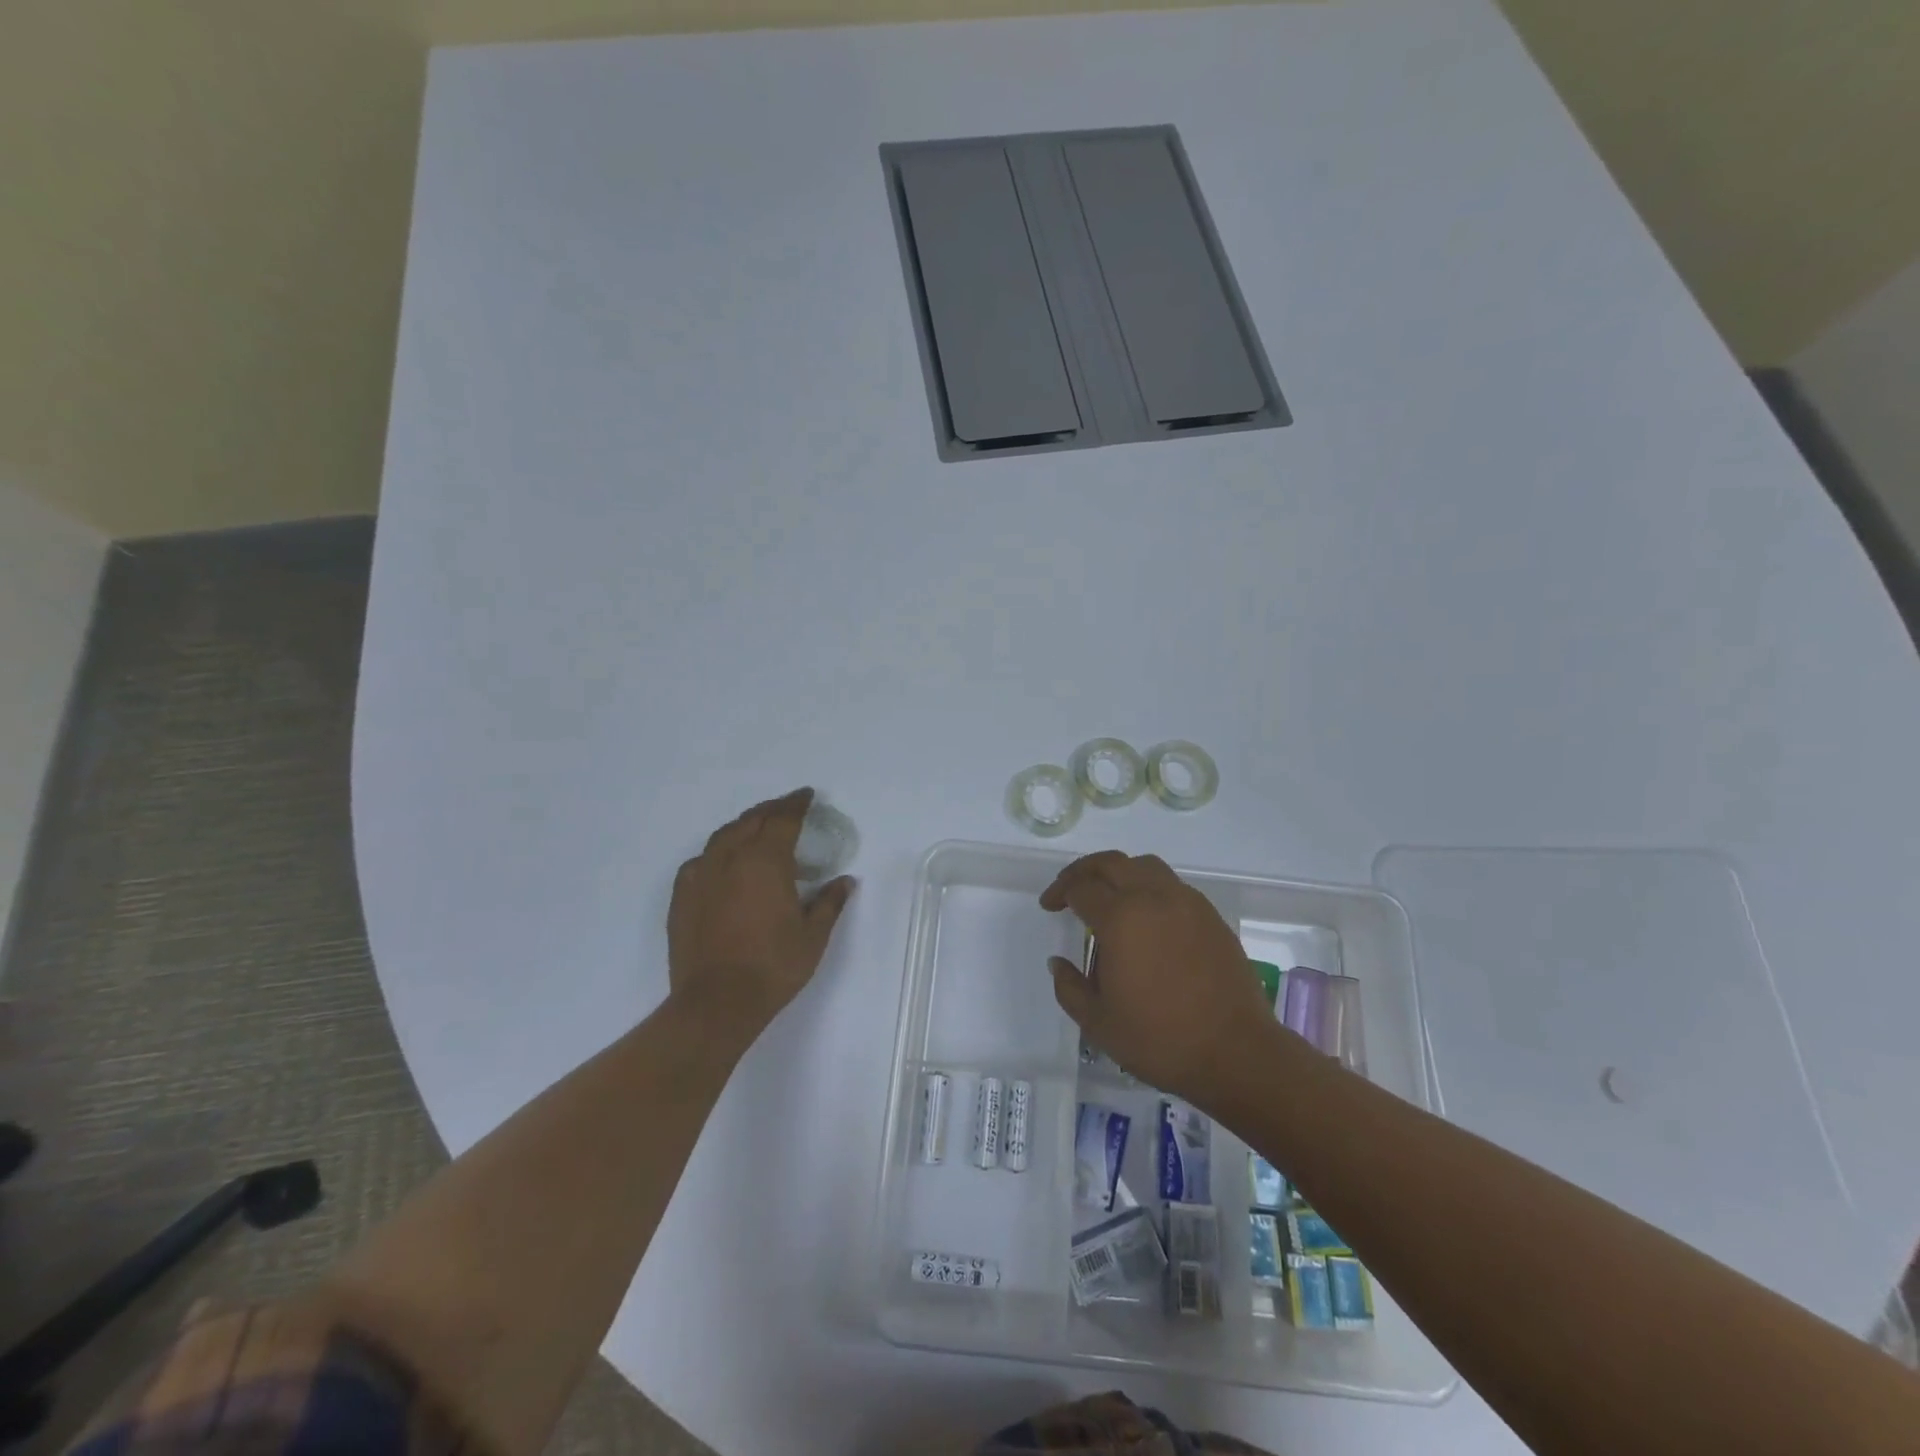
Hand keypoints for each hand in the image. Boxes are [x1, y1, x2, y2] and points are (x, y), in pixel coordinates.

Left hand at [668, 789, 854, 1041]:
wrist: (716, 1003)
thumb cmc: (773, 967)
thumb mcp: (813, 936)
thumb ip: (830, 903)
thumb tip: (845, 881)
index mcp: (766, 862)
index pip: (783, 820)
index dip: (796, 804)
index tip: (807, 795)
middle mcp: (731, 858)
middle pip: (751, 820)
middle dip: (771, 810)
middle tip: (786, 807)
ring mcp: (701, 876)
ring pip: (723, 836)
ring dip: (743, 826)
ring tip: (756, 828)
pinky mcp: (682, 896)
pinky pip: (701, 860)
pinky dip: (717, 852)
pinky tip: (723, 864)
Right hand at [1041, 851, 1277, 1108]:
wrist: (1236, 1053)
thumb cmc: (1160, 1039)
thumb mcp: (1098, 1023)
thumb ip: (1070, 987)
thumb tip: (1058, 962)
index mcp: (1121, 919)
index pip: (1081, 888)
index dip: (1059, 893)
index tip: (1050, 907)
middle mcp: (1153, 898)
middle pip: (1111, 863)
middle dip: (1084, 870)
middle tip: (1069, 889)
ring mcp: (1187, 903)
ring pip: (1145, 866)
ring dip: (1119, 872)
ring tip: (1109, 896)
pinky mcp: (1211, 916)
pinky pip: (1172, 885)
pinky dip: (1149, 887)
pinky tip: (1146, 918)